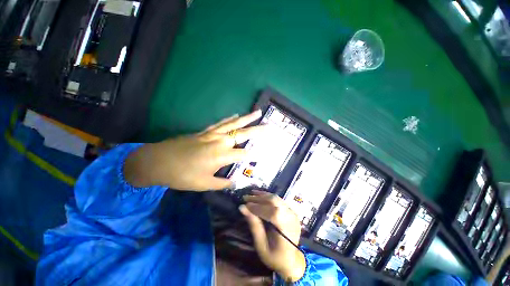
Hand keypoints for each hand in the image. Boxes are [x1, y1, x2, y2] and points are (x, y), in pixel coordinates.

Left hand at [124, 110, 264, 190]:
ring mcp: (213, 134)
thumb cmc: (182, 175)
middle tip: (270, 126)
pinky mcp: (205, 131)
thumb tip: (235, 183)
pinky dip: (230, 118)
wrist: (159, 161)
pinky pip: (221, 123)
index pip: (244, 154)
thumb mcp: (204, 184)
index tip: (261, 155)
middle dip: (258, 130)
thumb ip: (222, 184)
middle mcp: (221, 141)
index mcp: (222, 155)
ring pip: (234, 124)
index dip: (253, 155)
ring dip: (247, 118)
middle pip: (244, 134)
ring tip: (258, 112)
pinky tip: (236, 114)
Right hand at [240, 190, 305, 281]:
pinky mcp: (291, 211)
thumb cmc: (275, 257)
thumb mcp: (261, 245)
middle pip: (274, 201)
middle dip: (259, 198)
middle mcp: (291, 217)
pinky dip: (268, 197)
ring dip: (263, 195)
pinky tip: (260, 196)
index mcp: (286, 229)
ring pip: (277, 198)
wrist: (291, 260)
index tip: (244, 204)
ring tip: (252, 194)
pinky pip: (279, 200)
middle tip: (246, 197)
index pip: (271, 212)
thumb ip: (254, 225)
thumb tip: (243, 208)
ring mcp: (293, 213)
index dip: (256, 207)